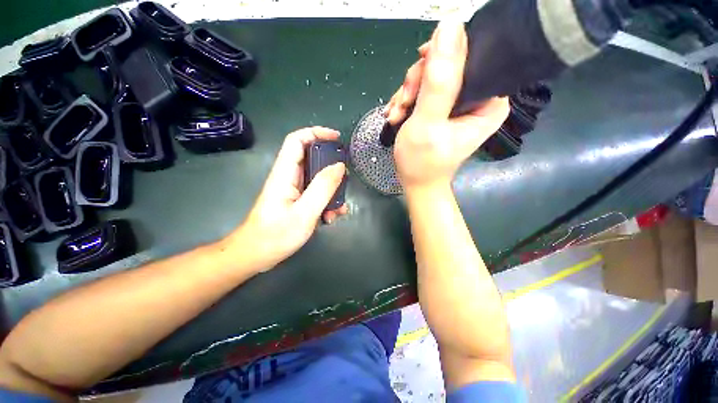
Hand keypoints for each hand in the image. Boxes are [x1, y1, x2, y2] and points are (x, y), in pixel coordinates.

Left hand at [226, 127, 347, 270]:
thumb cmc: (275, 235)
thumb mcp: (305, 212)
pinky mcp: (297, 202)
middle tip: (345, 180)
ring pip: (317, 179)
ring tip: (339, 209)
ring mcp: (294, 190)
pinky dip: (327, 203)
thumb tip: (339, 166)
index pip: (297, 140)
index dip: (316, 133)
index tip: (337, 139)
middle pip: (312, 159)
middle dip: (331, 168)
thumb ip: (322, 188)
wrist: (255, 256)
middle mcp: (289, 178)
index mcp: (285, 174)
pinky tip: (331, 218)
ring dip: (332, 191)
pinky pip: (316, 194)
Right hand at [385, 20, 509, 189]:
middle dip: (418, 82)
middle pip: (447, 66)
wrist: (416, 183)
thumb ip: (438, 80)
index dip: (442, 56)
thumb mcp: (428, 123)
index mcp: (489, 100)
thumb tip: (450, 26)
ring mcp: (458, 103)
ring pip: (431, 76)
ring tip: (396, 114)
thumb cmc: (423, 162)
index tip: (418, 72)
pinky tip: (396, 114)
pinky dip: (406, 100)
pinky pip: (423, 90)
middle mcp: (478, 97)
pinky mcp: (443, 108)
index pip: (472, 57)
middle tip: (403, 103)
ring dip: (408, 93)